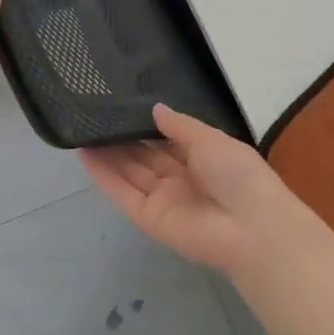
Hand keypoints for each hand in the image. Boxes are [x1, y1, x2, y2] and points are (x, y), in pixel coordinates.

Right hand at [80, 105, 290, 276]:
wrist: (251, 227)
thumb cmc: (238, 175)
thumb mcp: (211, 139)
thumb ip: (180, 126)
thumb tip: (156, 109)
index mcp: (202, 159)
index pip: (167, 141)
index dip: (145, 127)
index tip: (121, 107)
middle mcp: (180, 179)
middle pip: (144, 157)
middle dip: (122, 139)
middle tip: (94, 115)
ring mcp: (162, 199)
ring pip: (129, 172)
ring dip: (107, 154)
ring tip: (82, 130)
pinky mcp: (148, 218)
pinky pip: (123, 193)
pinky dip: (103, 176)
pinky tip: (84, 154)